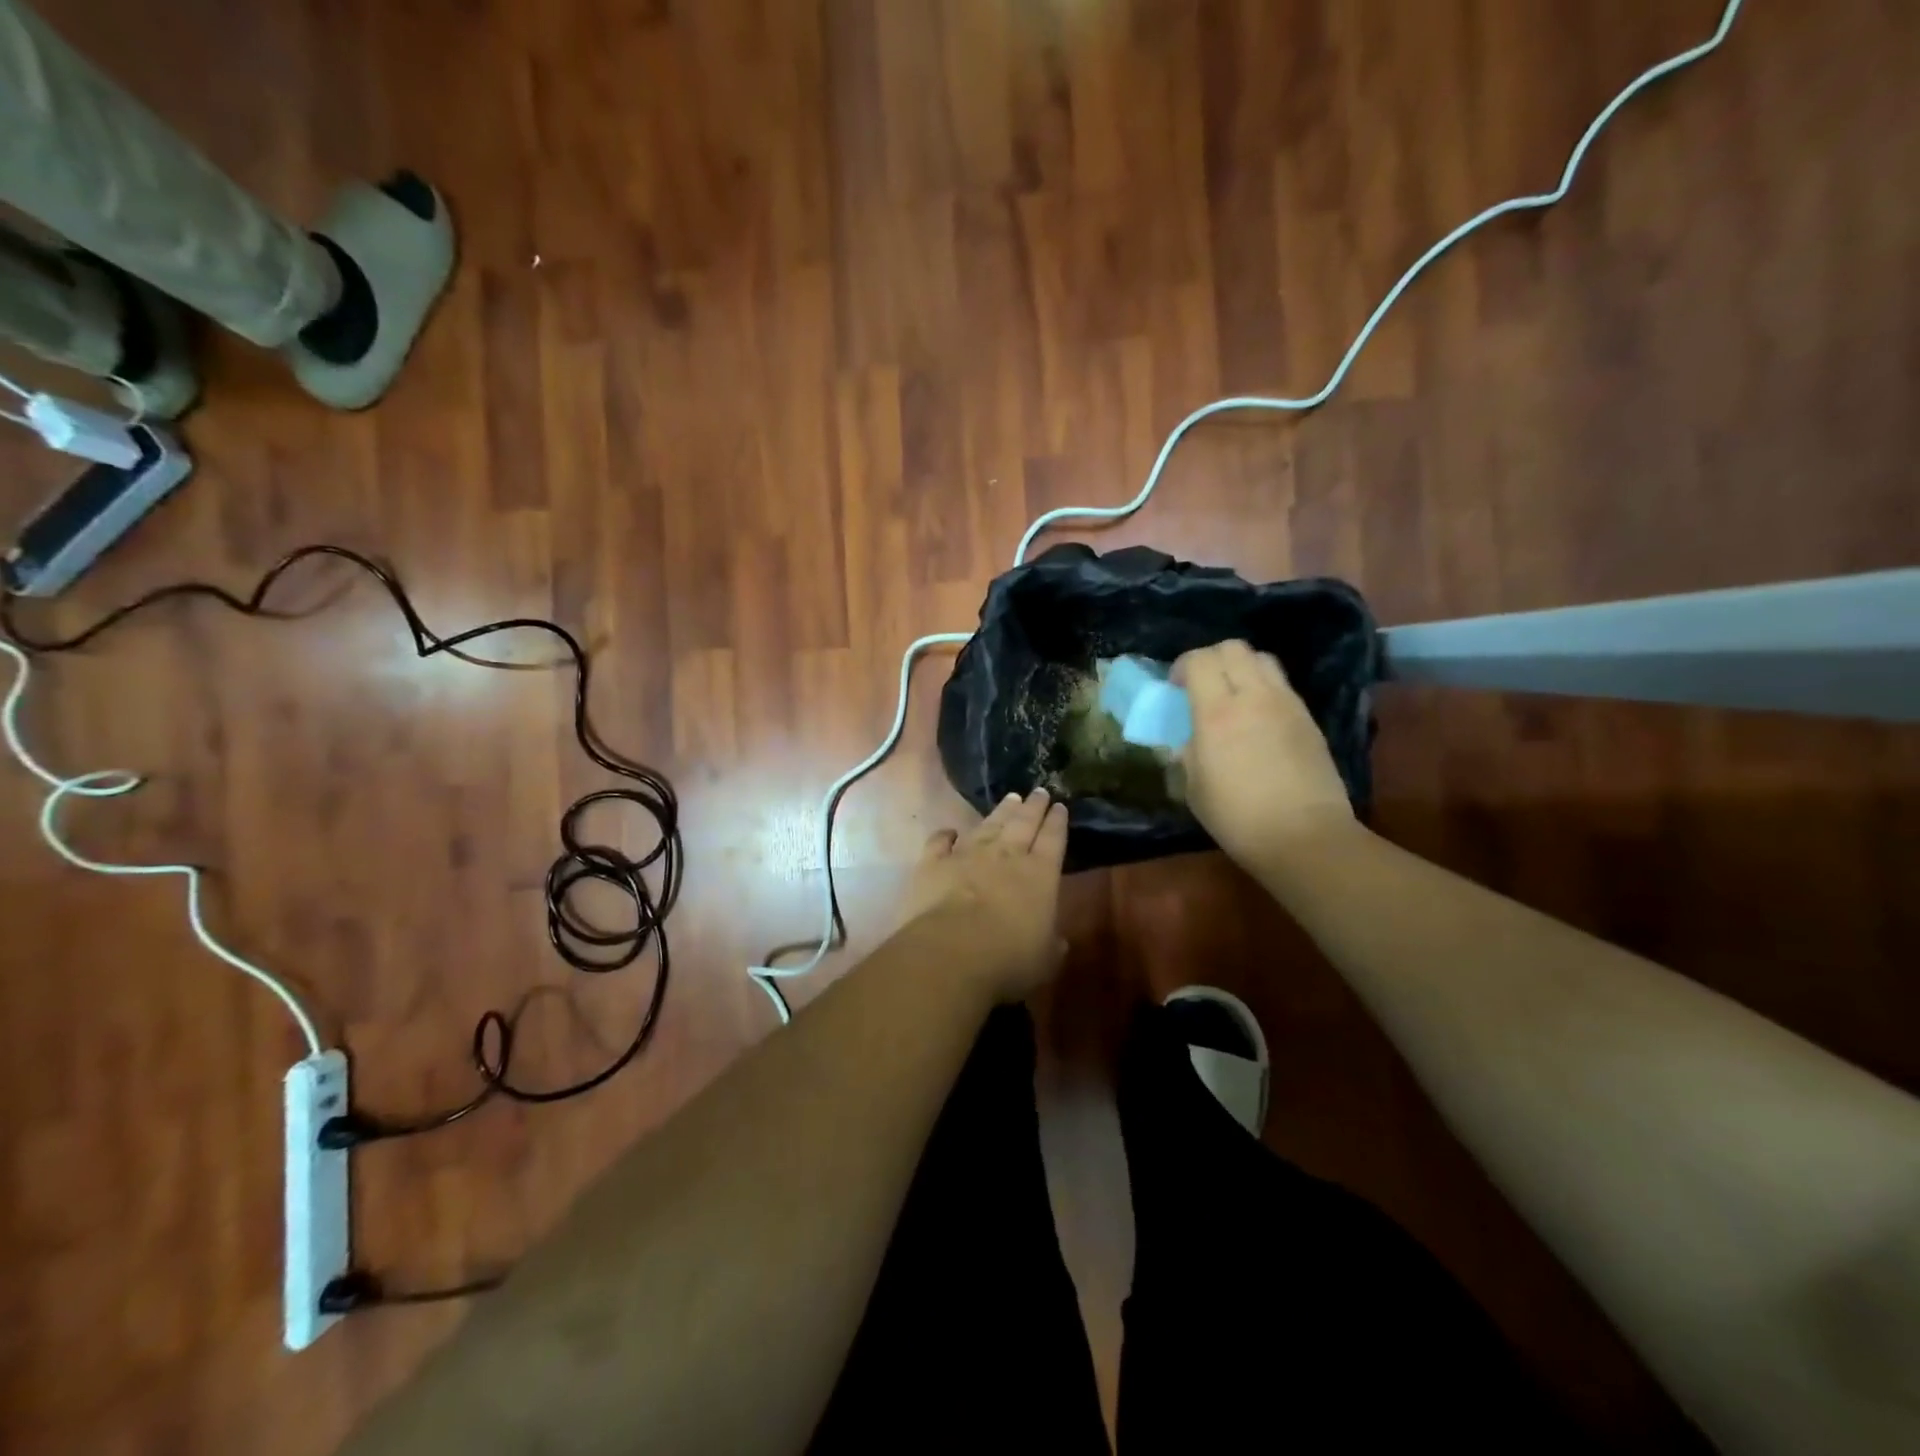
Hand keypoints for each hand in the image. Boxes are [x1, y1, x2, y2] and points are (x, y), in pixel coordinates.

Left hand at [898, 789, 1069, 1002]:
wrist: (951, 952)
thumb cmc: (1008, 960)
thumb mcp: (1045, 960)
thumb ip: (1052, 945)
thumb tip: (1058, 941)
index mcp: (1040, 874)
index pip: (1053, 839)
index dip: (1057, 822)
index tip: (1060, 806)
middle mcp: (1006, 856)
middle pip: (1023, 823)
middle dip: (1033, 807)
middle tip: (1039, 791)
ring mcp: (967, 855)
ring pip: (987, 825)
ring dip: (1000, 812)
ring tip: (1010, 799)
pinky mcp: (933, 863)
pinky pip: (940, 842)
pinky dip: (946, 835)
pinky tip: (950, 831)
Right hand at [1175, 640, 1355, 868]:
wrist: (1304, 837)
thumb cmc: (1237, 818)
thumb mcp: (1193, 787)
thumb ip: (1188, 753)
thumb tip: (1187, 740)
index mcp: (1216, 714)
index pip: (1199, 661)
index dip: (1182, 666)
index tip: (1175, 688)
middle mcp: (1253, 697)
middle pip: (1232, 648)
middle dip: (1211, 659)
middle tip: (1202, 685)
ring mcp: (1286, 704)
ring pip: (1262, 659)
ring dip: (1242, 668)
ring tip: (1233, 695)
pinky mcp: (1308, 718)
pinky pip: (1282, 685)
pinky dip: (1264, 688)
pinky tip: (1258, 718)